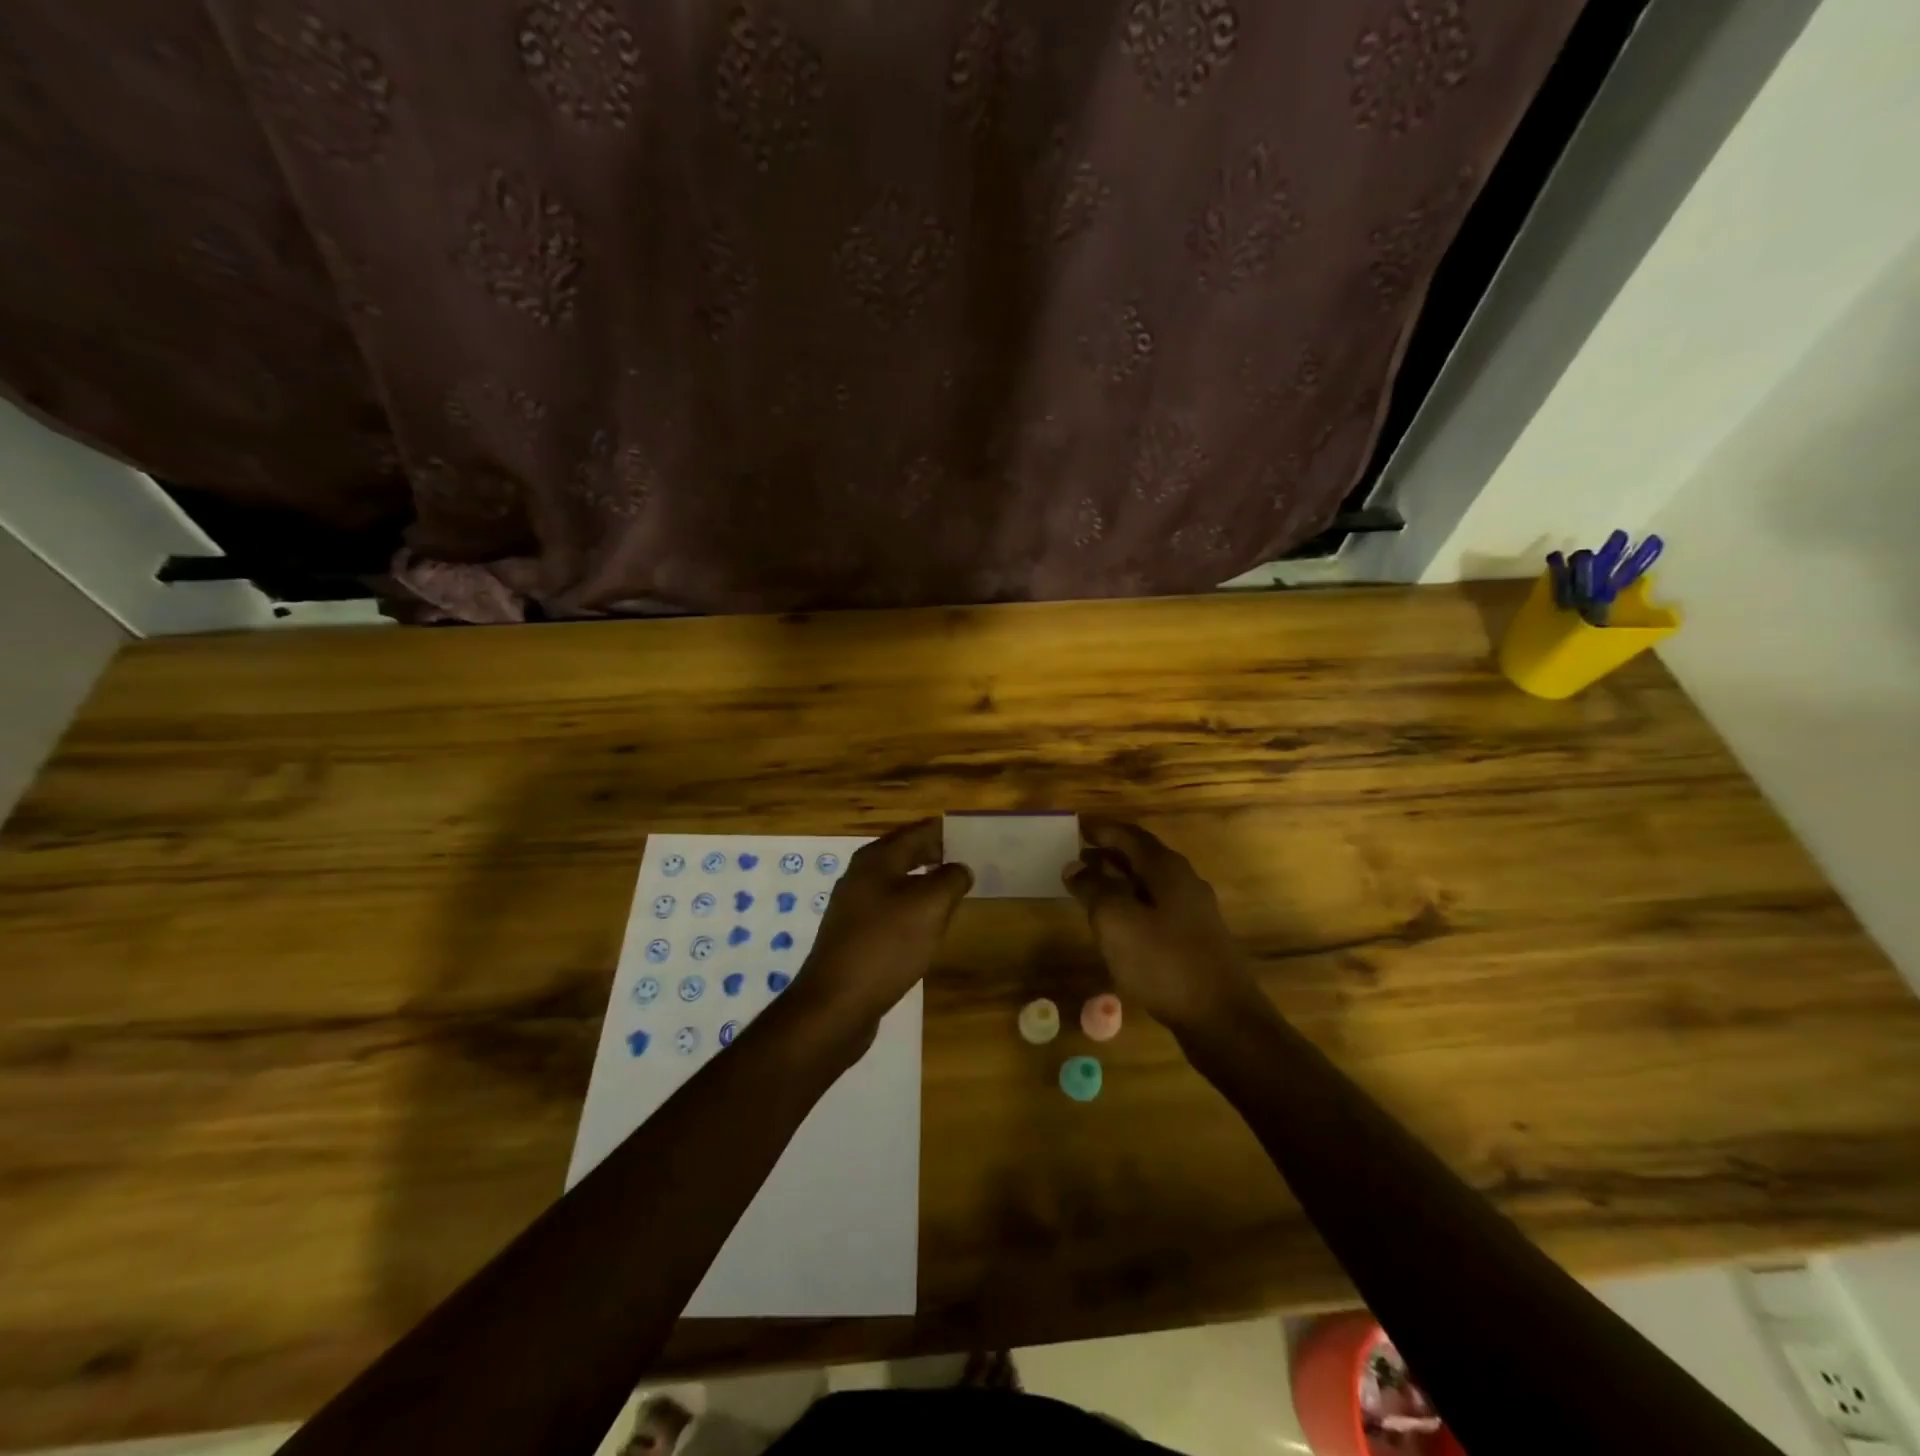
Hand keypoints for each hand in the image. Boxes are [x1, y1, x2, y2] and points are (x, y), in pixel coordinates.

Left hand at [789, 818, 971, 1048]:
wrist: (836, 1003)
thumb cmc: (886, 944)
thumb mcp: (930, 906)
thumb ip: (951, 879)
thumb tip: (960, 868)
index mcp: (877, 859)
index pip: (917, 832)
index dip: (944, 831)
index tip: (972, 833)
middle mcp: (861, 876)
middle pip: (904, 854)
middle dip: (935, 854)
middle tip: (968, 860)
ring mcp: (854, 907)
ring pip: (896, 883)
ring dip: (924, 882)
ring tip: (953, 891)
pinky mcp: (854, 935)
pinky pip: (889, 910)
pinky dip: (911, 908)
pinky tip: (926, 925)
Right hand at [1063, 816, 1264, 1033]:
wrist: (1223, 1019)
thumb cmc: (1164, 963)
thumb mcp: (1117, 922)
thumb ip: (1094, 889)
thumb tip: (1075, 866)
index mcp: (1167, 869)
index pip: (1129, 835)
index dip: (1101, 829)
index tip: (1075, 827)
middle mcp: (1184, 882)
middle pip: (1142, 857)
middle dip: (1109, 853)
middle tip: (1077, 856)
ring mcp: (1194, 913)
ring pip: (1150, 884)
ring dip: (1119, 880)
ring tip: (1090, 888)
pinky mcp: (1196, 940)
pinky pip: (1157, 908)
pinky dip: (1132, 904)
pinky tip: (1118, 925)